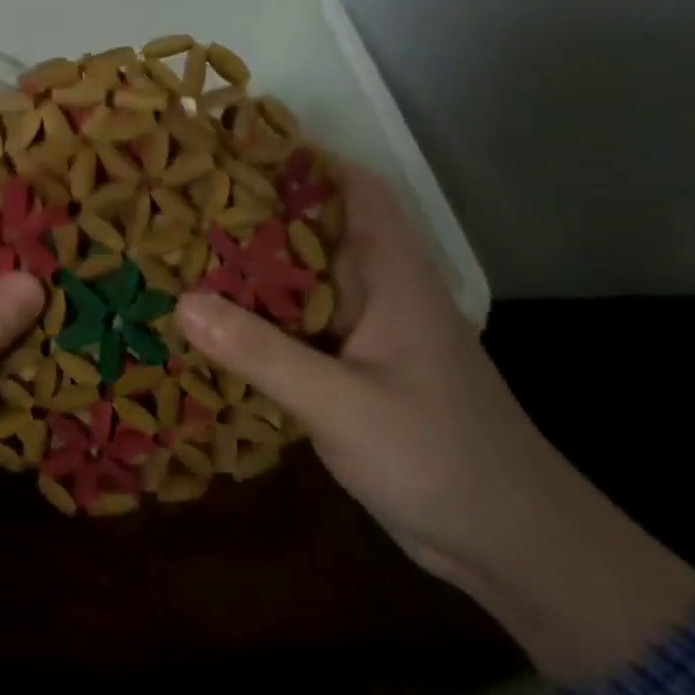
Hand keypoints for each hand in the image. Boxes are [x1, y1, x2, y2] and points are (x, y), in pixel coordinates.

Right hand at [176, 163, 694, 684]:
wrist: (514, 548)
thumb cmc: (442, 460)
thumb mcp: (344, 406)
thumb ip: (263, 353)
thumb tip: (183, 302)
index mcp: (392, 276)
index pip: (355, 189)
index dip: (304, 159)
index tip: (238, 146)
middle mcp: (378, 294)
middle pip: (314, 231)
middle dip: (255, 211)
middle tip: (184, 199)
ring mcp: (365, 336)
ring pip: (299, 281)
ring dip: (250, 267)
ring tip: (181, 250)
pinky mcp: (352, 373)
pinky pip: (294, 328)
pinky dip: (255, 317)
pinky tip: (210, 322)